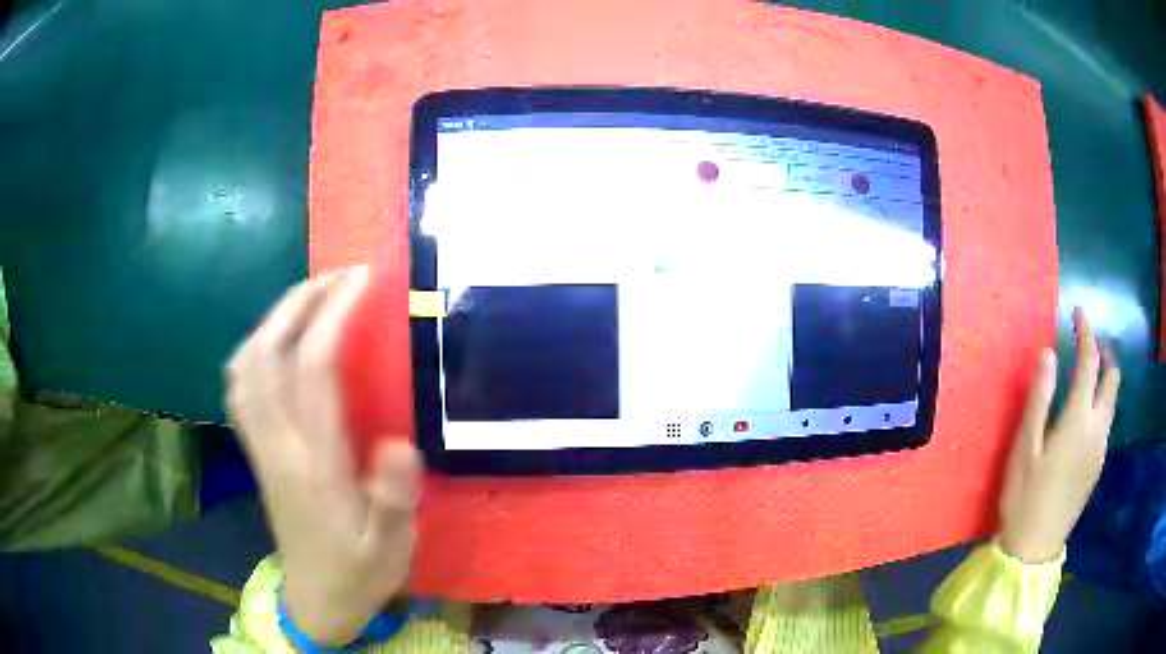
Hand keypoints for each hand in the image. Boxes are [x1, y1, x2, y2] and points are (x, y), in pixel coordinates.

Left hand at [226, 266, 420, 645]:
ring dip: (274, 318)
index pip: (312, 370)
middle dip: (300, 301)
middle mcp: (277, 444)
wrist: (317, 600)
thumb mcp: (391, 548)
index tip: (362, 279)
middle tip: (338, 274)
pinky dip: (254, 347)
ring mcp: (260, 445)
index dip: (334, 315)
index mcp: (314, 464)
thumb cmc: (360, 572)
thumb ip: (394, 498)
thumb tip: (397, 441)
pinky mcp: (255, 449)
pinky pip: (240, 384)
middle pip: (268, 353)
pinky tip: (275, 341)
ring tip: (309, 297)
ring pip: (246, 364)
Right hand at [1000, 307, 1120, 563]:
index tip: (1078, 312)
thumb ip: (1039, 398)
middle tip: (1088, 347)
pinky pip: (1106, 423)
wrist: (1034, 549)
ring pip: (1112, 402)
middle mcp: (1097, 429)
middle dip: (1104, 355)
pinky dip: (1101, 405)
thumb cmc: (1025, 497)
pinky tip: (1084, 418)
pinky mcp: (1097, 467)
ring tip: (1086, 378)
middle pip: (1112, 379)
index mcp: (1079, 420)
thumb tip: (1048, 353)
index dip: (1086, 333)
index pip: (1089, 362)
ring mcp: (1100, 450)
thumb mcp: (1024, 447)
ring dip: (1104, 380)